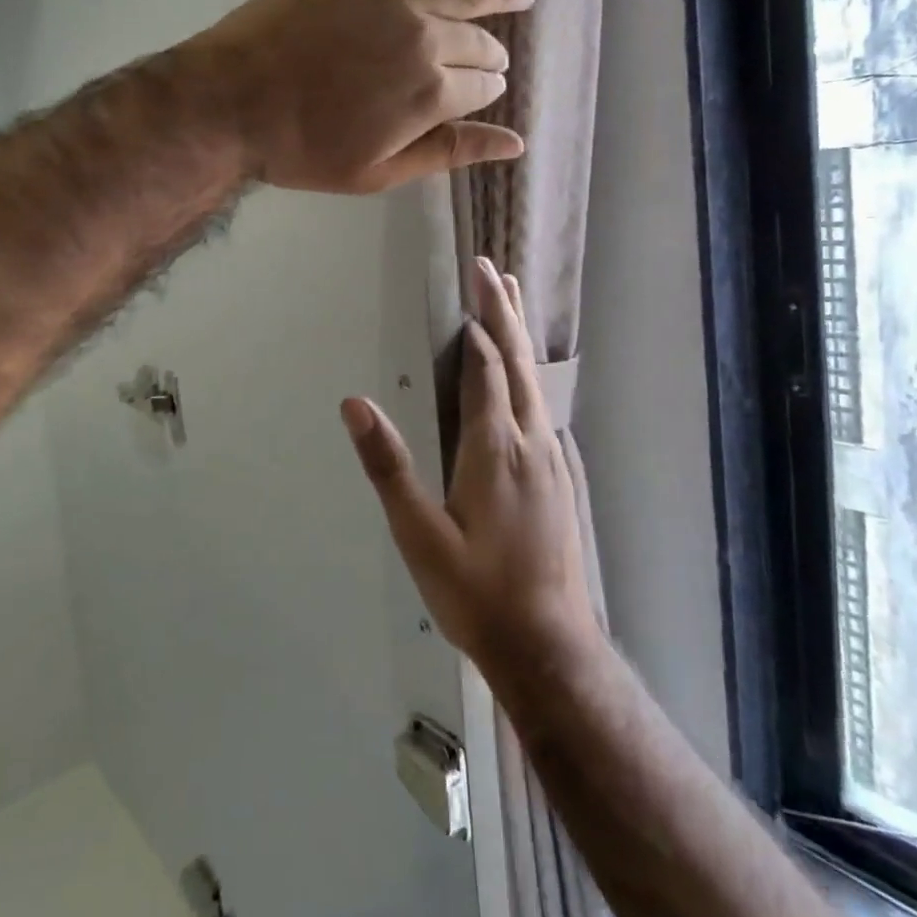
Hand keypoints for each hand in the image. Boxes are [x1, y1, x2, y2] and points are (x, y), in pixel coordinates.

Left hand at [182, 0, 531, 194]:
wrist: (232, 101)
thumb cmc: (303, 148)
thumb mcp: (378, 171)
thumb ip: (448, 152)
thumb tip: (514, 144)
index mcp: (432, 93)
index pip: (481, 86)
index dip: (485, 91)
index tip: (482, 92)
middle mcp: (427, 38)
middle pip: (477, 42)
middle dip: (490, 54)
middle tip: (492, 59)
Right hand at [340, 259, 601, 677]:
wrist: (550, 646)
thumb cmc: (476, 592)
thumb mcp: (419, 533)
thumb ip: (389, 465)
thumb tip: (354, 404)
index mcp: (495, 448)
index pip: (486, 368)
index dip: (477, 326)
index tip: (470, 284)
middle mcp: (531, 441)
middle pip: (519, 362)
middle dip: (504, 313)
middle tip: (494, 270)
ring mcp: (553, 459)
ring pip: (537, 382)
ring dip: (521, 337)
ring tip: (513, 303)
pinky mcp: (562, 478)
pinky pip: (545, 406)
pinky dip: (532, 375)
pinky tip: (528, 380)